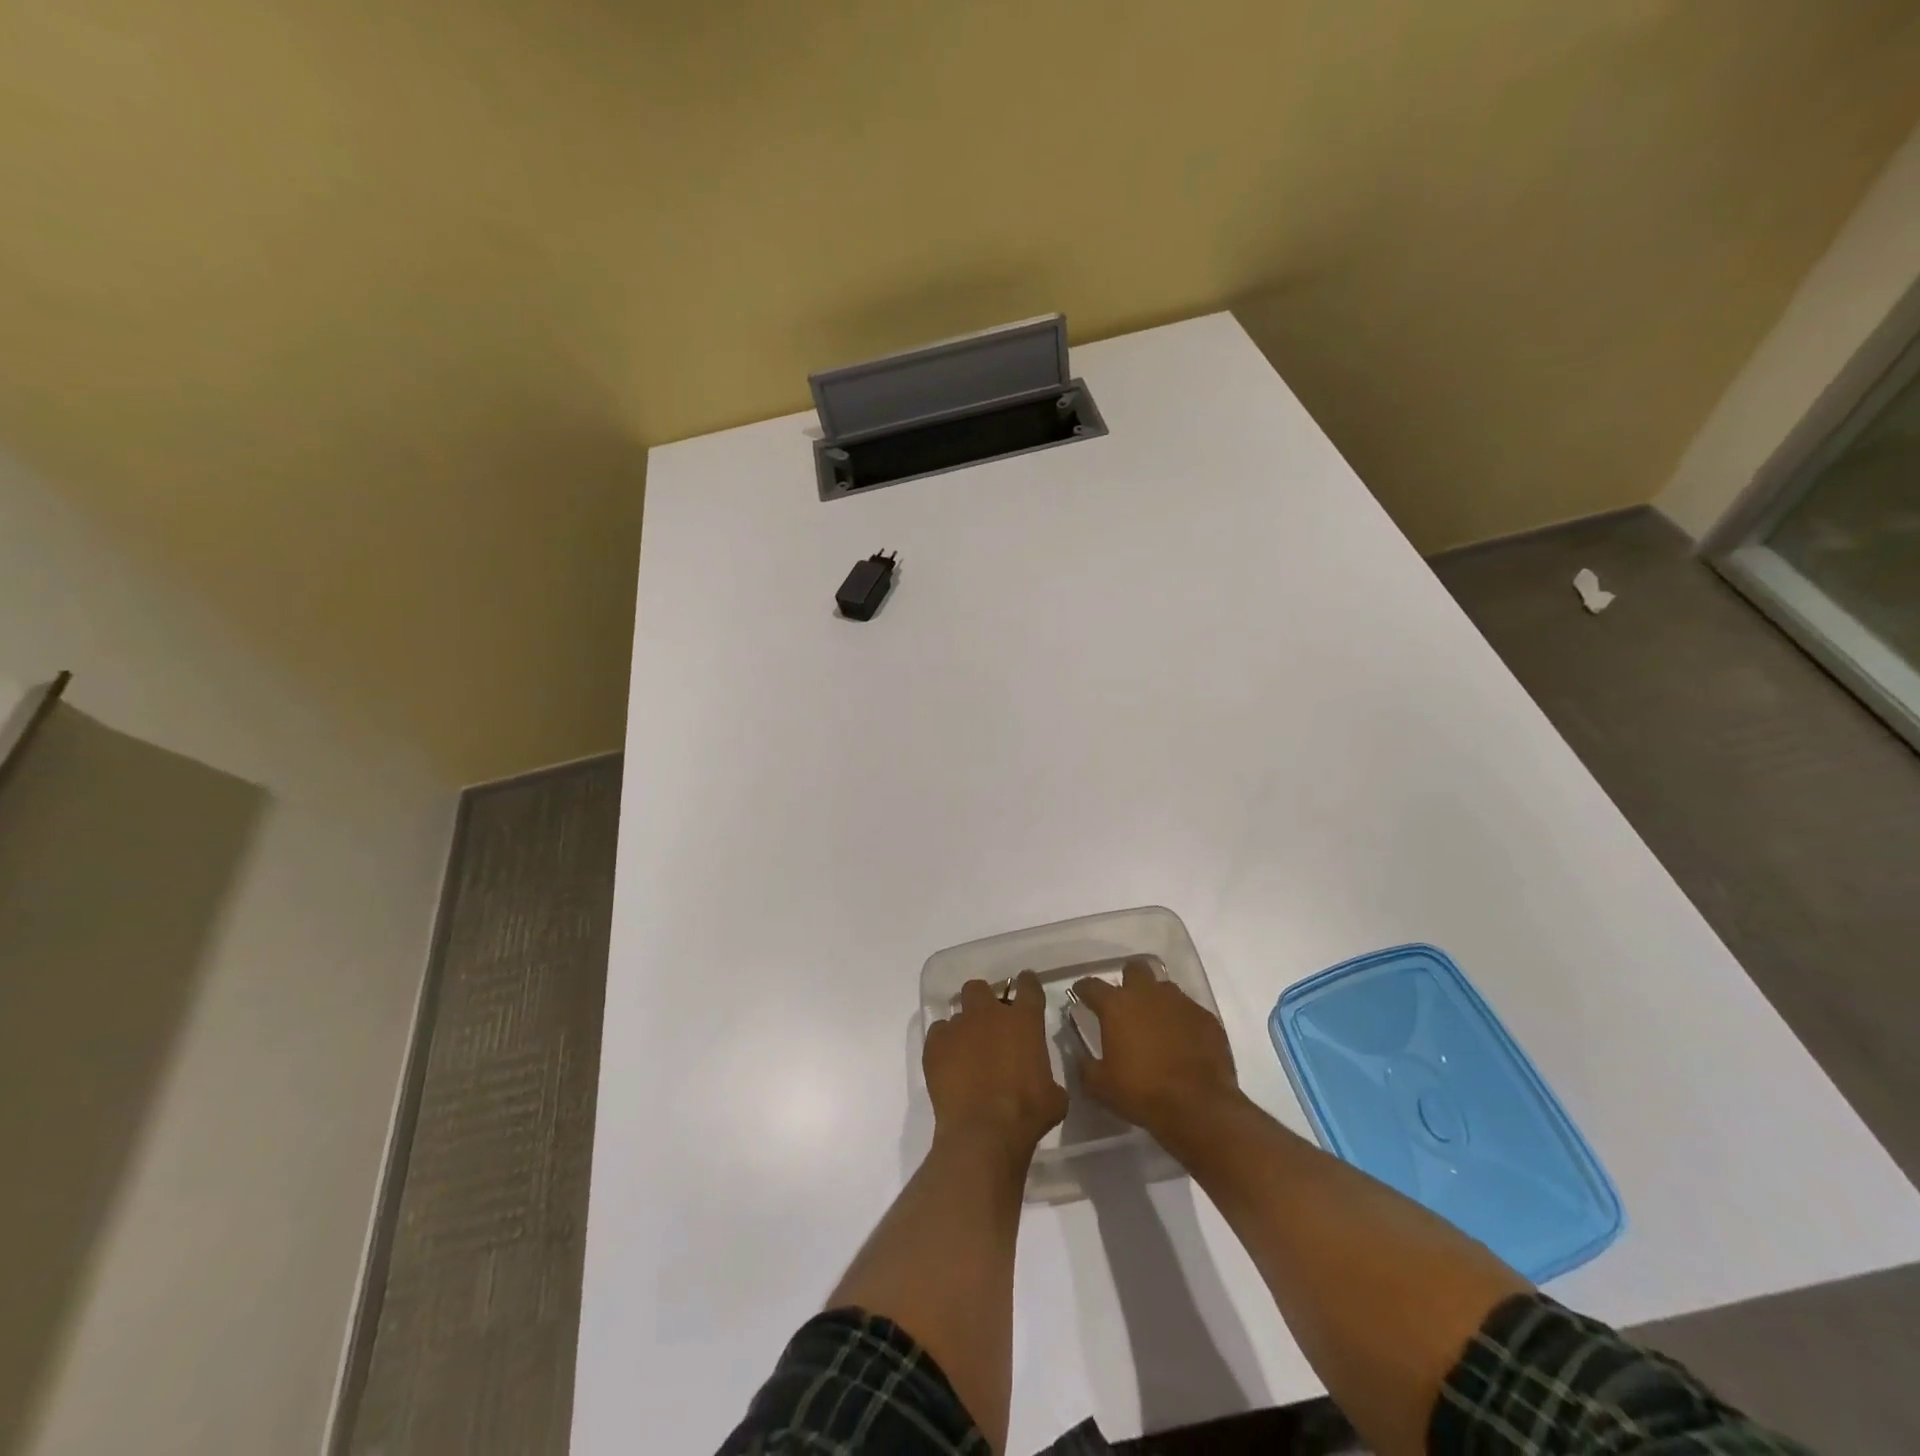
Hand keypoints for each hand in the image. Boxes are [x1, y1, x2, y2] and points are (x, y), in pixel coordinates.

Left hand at [923, 973, 1066, 1160]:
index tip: (1026, 984)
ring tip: (966, 1050)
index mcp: (1024, 1020)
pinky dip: (943, 1045)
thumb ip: (1048, 1079)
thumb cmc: (1027, 1112)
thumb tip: (1045, 1085)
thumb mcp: (1053, 1097)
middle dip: (983, 1000)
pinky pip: (938, 1033)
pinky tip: (948, 1064)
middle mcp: (989, 1014)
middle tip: (988, 1022)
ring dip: (963, 1026)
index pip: (1028, 986)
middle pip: (980, 988)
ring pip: (956, 1011)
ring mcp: (959, 1027)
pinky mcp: (934, 1045)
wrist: (984, 1131)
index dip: (1027, 983)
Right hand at [1071, 958, 1241, 1139]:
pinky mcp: (1206, 1018)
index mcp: (1117, 1006)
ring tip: (1155, 1022)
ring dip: (1157, 999)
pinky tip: (1183, 1040)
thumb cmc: (1142, 1092)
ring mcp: (1181, 1003)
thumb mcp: (1101, 1087)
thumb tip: (1081, 1058)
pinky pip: (1189, 1010)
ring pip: (1164, 988)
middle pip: (1135, 969)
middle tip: (1125, 1002)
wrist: (1199, 1107)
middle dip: (1128, 980)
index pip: (1092, 985)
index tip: (1081, 994)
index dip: (1084, 989)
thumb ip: (1086, 1067)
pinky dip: (1182, 1020)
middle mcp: (1148, 994)